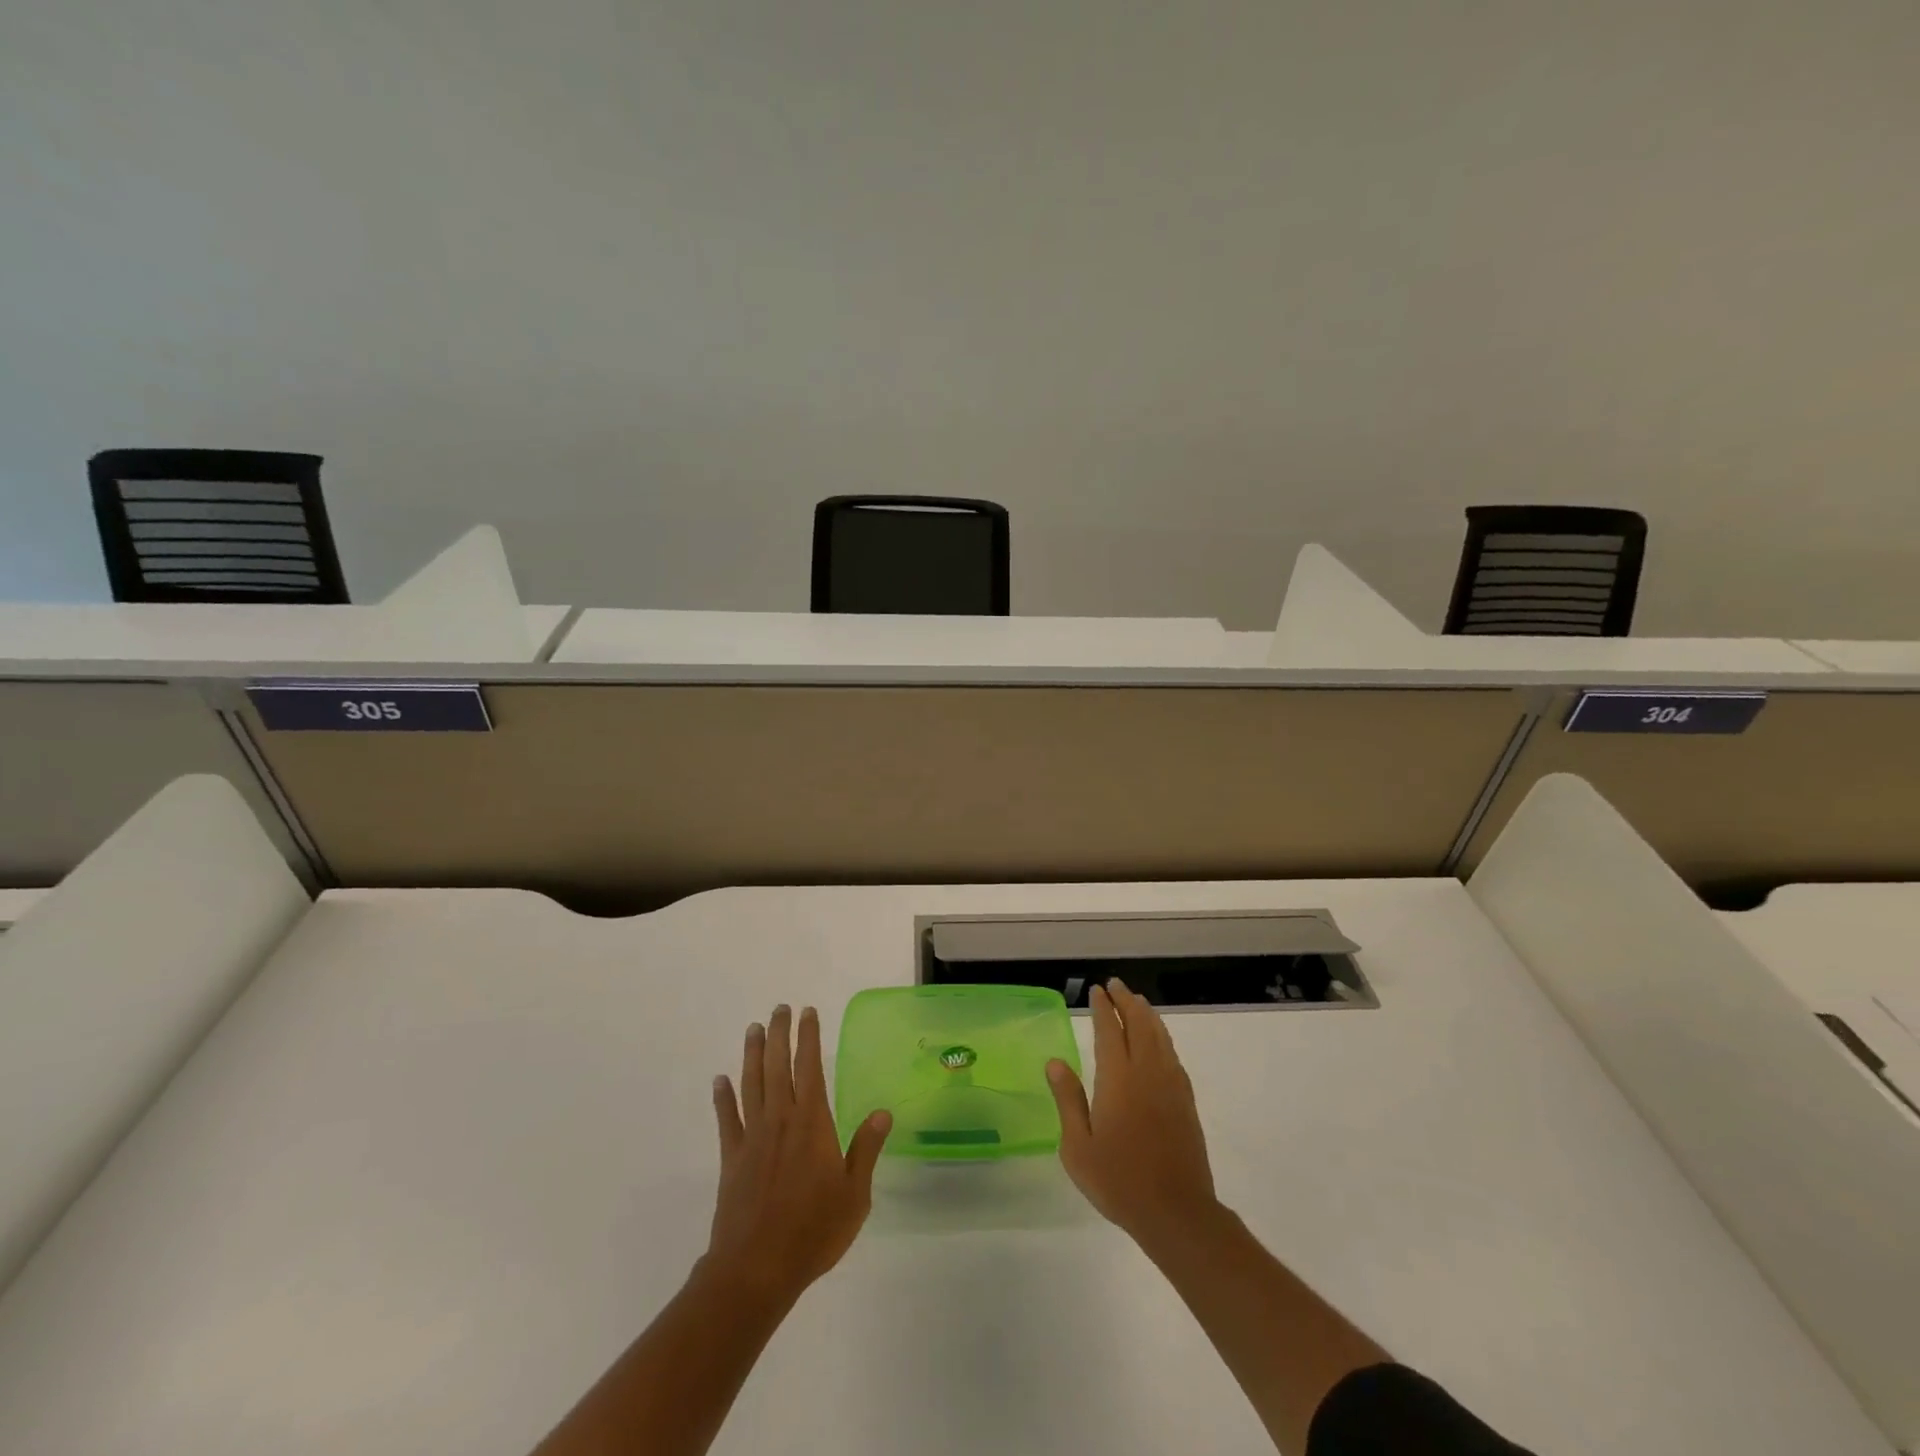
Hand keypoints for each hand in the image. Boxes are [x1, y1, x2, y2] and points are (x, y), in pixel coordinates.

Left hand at [707, 1005, 891, 1305]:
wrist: (756, 1269)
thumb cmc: (813, 1231)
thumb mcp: (854, 1194)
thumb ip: (866, 1149)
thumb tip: (883, 1112)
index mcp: (812, 1123)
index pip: (810, 1067)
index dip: (809, 1038)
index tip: (807, 1012)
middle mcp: (780, 1120)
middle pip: (777, 1066)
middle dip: (778, 1035)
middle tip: (779, 1009)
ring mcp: (752, 1137)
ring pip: (751, 1084)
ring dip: (751, 1054)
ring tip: (753, 1029)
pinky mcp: (732, 1159)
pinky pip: (727, 1119)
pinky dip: (723, 1097)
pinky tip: (720, 1080)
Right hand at [1047, 980, 1220, 1251]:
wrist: (1176, 1212)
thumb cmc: (1118, 1180)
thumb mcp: (1078, 1146)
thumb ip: (1068, 1100)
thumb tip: (1055, 1062)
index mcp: (1118, 1079)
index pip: (1110, 1031)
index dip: (1103, 1008)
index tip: (1096, 990)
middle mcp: (1147, 1072)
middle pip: (1139, 1025)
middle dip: (1126, 1001)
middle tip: (1116, 985)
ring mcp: (1170, 1085)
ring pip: (1160, 1036)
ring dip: (1147, 1014)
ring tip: (1137, 1001)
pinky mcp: (1185, 1101)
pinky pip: (1172, 1055)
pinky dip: (1163, 1037)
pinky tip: (1158, 1041)